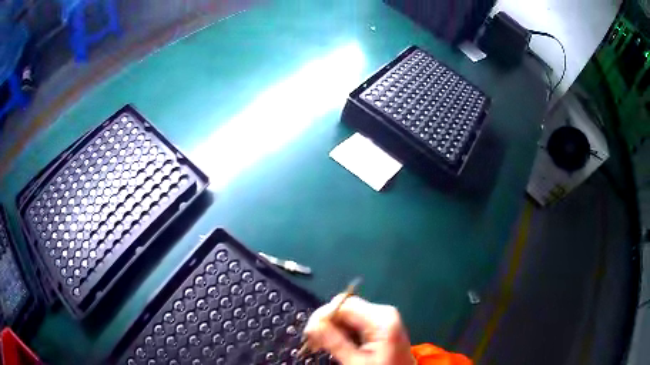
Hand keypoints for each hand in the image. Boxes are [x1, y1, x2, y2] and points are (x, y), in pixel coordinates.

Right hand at [303, 295, 415, 364]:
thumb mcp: (356, 361)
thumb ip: (334, 341)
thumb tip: (312, 325)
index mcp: (381, 318)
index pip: (343, 304)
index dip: (322, 316)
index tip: (309, 333)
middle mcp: (383, 313)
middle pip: (345, 308)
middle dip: (326, 323)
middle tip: (313, 342)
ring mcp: (382, 318)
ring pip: (347, 315)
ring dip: (332, 329)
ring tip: (322, 346)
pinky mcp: (380, 326)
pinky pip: (355, 323)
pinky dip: (342, 332)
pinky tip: (336, 344)